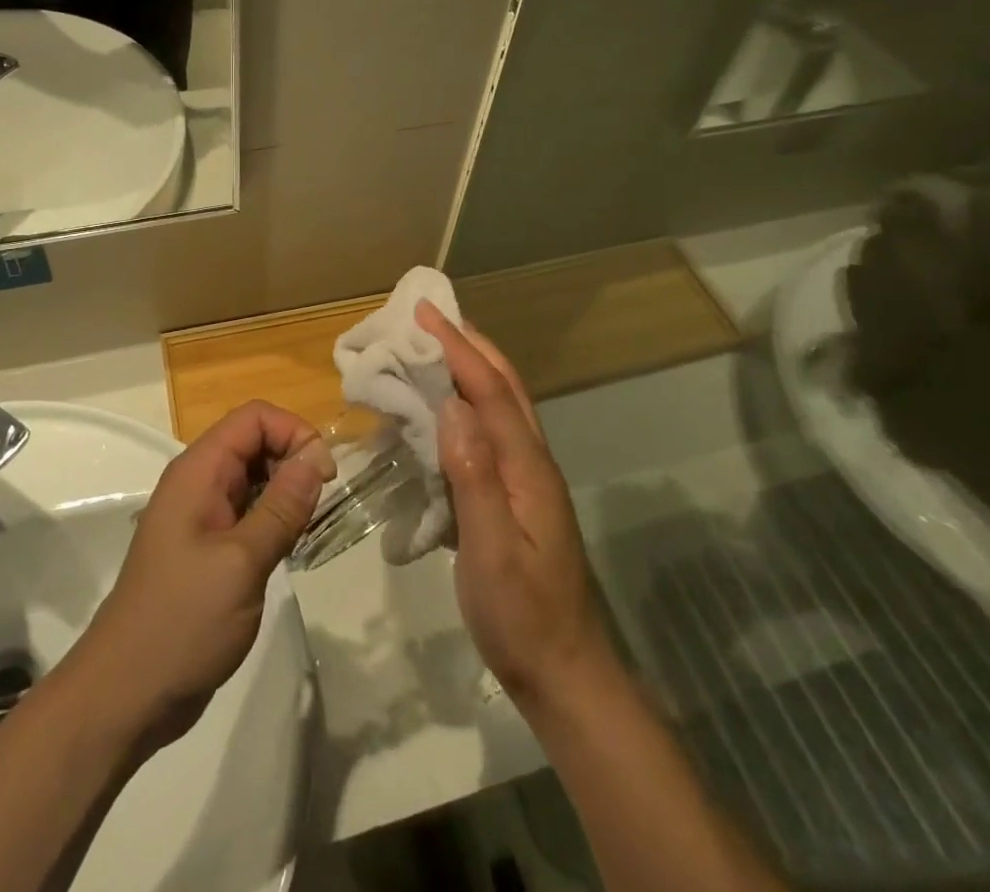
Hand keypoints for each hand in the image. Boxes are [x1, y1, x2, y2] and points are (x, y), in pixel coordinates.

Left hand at [65, 400, 334, 747]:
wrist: (127, 695)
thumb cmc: (182, 622)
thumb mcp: (242, 562)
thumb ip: (282, 506)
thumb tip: (317, 455)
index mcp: (198, 471)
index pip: (253, 418)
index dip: (293, 431)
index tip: (324, 474)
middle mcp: (199, 483)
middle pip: (254, 441)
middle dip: (293, 458)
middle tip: (322, 502)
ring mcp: (201, 516)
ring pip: (254, 477)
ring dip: (287, 489)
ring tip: (310, 524)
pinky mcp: (208, 547)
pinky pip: (248, 511)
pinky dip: (274, 516)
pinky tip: (290, 545)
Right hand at [417, 302, 618, 711]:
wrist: (564, 675)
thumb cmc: (522, 616)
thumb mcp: (491, 551)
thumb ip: (473, 476)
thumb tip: (451, 406)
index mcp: (527, 467)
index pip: (490, 391)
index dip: (458, 348)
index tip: (425, 313)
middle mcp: (531, 461)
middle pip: (504, 387)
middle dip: (469, 344)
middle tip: (430, 316)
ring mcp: (526, 479)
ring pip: (500, 406)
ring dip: (470, 368)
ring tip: (432, 349)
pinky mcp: (515, 497)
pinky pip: (489, 433)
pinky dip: (465, 405)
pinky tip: (441, 413)